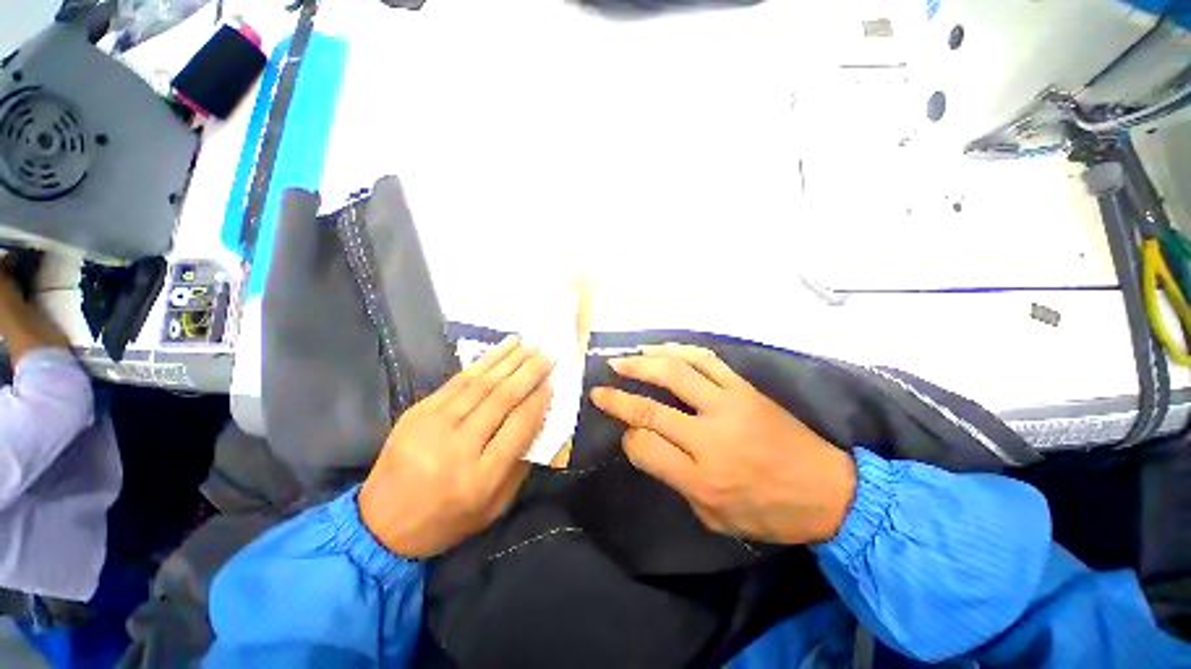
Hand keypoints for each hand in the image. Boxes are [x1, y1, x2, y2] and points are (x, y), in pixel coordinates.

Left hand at [360, 336, 553, 558]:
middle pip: (502, 398)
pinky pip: (458, 381)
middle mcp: (458, 447)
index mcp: (480, 477)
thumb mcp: (494, 506)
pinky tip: (502, 349)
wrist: (380, 524)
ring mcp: (433, 425)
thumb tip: (538, 419)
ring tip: (530, 345)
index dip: (539, 400)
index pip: (519, 426)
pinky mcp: (418, 411)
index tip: (553, 382)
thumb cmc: (447, 520)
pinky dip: (484, 362)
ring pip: (481, 383)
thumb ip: (520, 463)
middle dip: (529, 373)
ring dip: (509, 360)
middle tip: (548, 355)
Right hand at [590, 345, 856, 544]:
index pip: (645, 447)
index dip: (628, 438)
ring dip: (642, 364)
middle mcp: (710, 437)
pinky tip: (659, 350)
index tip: (626, 433)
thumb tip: (647, 444)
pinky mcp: (744, 388)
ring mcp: (728, 405)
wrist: (828, 491)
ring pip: (675, 374)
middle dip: (618, 398)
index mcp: (702, 476)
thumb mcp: (715, 516)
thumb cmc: (768, 513)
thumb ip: (676, 481)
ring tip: (621, 361)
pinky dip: (677, 351)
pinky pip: (705, 360)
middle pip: (651, 408)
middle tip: (599, 389)